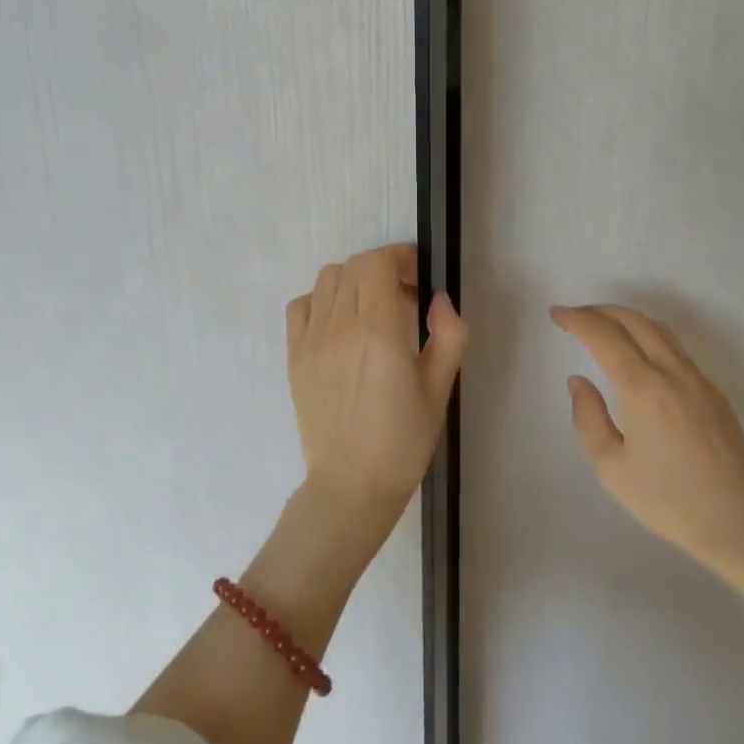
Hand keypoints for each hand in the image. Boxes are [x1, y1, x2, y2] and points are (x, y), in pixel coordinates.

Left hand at [286, 245, 467, 524]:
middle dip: (383, 268)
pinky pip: (302, 305)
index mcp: (379, 333)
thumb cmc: (403, 441)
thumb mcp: (440, 388)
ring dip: (354, 281)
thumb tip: (438, 299)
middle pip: (354, 266)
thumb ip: (449, 335)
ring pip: (327, 279)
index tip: (418, 278)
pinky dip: (323, 301)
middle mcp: (340, 328)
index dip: (400, 258)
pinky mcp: (294, 356)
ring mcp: (311, 341)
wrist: (351, 486)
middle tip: (404, 295)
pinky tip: (341, 326)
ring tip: (373, 309)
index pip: (377, 263)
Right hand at [551, 304, 743, 592]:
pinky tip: (639, 353)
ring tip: (604, 327)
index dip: (577, 320)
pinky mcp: (714, 391)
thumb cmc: (669, 501)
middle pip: (634, 320)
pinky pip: (676, 347)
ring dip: (627, 319)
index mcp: (643, 387)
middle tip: (575, 317)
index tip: (557, 314)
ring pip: (659, 329)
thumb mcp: (612, 469)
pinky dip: (649, 335)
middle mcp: (672, 371)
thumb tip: (579, 382)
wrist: (741, 524)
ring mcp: (698, 378)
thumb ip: (588, 419)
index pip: (604, 336)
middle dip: (600, 311)